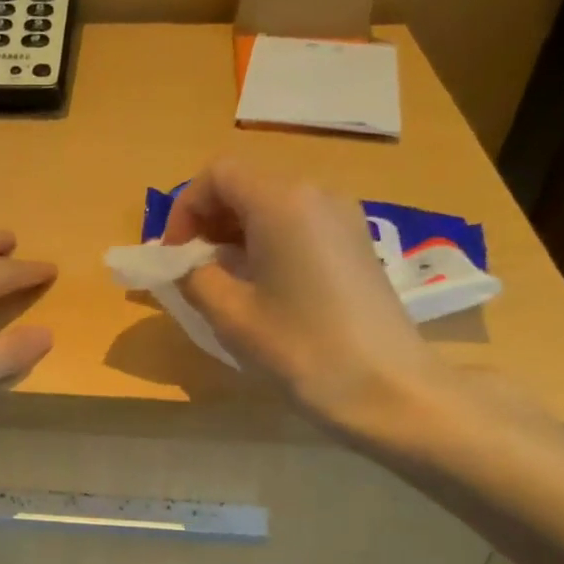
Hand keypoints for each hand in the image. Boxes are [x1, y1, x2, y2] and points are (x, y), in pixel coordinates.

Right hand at [161, 159, 450, 444]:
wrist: (387, 389)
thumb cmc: (300, 347)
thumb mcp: (229, 314)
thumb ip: (193, 277)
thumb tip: (185, 265)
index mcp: (282, 201)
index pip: (218, 175)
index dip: (184, 209)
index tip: (175, 257)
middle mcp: (316, 194)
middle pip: (246, 185)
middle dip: (209, 221)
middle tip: (192, 271)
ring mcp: (343, 217)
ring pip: (272, 206)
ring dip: (236, 234)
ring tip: (223, 283)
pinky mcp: (356, 243)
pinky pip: (298, 225)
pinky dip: (267, 244)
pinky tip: (262, 289)